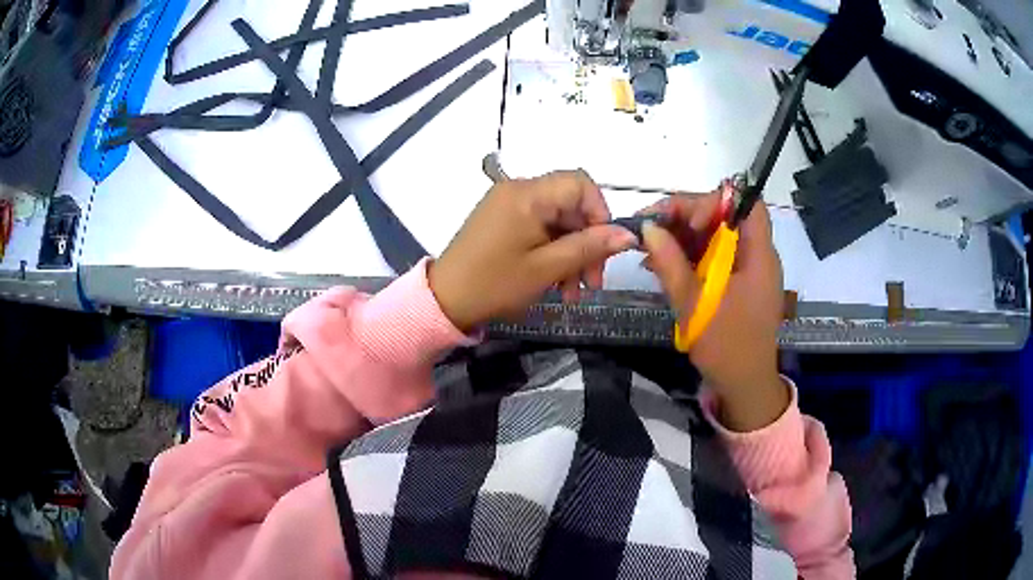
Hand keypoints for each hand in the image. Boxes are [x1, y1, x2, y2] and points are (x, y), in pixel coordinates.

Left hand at [429, 170, 637, 330]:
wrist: (443, 301)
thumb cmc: (494, 284)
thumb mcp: (547, 268)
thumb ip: (589, 247)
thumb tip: (630, 234)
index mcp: (528, 194)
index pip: (580, 183)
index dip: (600, 213)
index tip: (604, 248)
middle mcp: (518, 190)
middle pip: (570, 205)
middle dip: (587, 242)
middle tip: (592, 283)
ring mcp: (508, 205)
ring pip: (557, 221)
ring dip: (571, 254)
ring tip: (572, 294)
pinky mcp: (502, 220)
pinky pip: (539, 228)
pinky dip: (552, 252)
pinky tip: (556, 284)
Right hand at [640, 192, 788, 430]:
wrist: (744, 386)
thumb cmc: (726, 347)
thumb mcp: (694, 304)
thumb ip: (670, 263)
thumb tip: (648, 227)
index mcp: (758, 256)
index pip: (745, 204)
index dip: (715, 203)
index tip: (686, 220)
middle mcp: (756, 256)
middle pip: (725, 217)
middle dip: (687, 217)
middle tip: (652, 228)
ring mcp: (747, 270)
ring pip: (716, 237)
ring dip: (683, 237)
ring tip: (650, 249)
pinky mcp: (737, 283)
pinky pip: (714, 257)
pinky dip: (690, 256)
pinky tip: (663, 264)